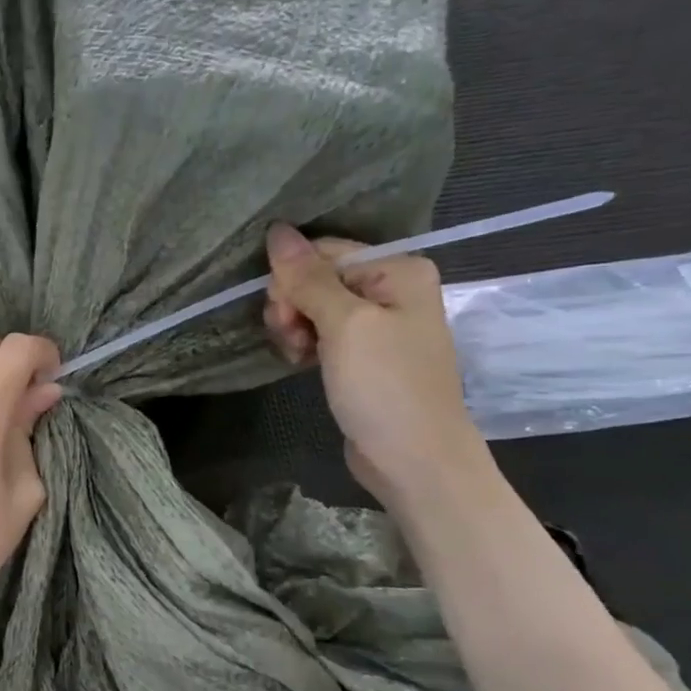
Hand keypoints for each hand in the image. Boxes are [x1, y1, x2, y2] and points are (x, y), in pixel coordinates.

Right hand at [262, 223, 487, 505]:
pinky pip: (321, 332)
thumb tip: (277, 230)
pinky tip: (302, 362)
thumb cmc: (385, 386)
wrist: (413, 459)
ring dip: (294, 328)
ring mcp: (378, 323)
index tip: (285, 319)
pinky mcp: (363, 354)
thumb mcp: (345, 326)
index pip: (322, 252)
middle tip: (294, 341)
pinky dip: (305, 344)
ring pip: (312, 307)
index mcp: (397, 269)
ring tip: (298, 356)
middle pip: (315, 278)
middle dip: (292, 306)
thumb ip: (308, 278)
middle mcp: (391, 288)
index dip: (292, 280)